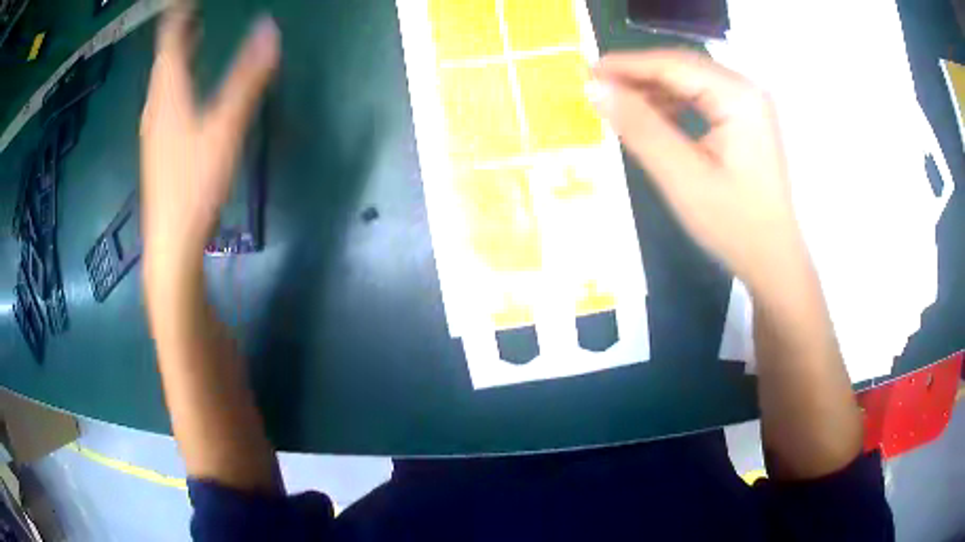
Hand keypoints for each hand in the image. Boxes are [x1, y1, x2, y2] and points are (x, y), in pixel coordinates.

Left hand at [139, 3, 278, 288]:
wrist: (171, 242)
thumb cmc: (194, 183)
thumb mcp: (225, 127)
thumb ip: (248, 78)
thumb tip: (270, 29)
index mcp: (168, 92)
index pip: (170, 39)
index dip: (178, 15)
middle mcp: (156, 105)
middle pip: (164, 57)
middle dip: (178, 30)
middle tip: (192, 10)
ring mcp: (154, 128)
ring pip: (163, 79)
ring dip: (176, 53)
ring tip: (191, 35)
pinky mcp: (158, 147)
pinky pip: (165, 98)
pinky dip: (176, 78)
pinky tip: (185, 84)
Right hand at [591, 50, 802, 287]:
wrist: (772, 260)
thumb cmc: (734, 224)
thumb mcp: (682, 177)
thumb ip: (640, 127)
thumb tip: (596, 89)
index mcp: (738, 97)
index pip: (672, 65)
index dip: (626, 65)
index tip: (586, 72)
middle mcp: (746, 90)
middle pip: (682, 68)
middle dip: (638, 75)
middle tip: (597, 89)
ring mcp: (748, 104)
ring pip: (690, 82)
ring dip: (653, 90)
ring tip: (618, 104)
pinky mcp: (745, 120)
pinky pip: (701, 99)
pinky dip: (672, 104)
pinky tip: (652, 118)